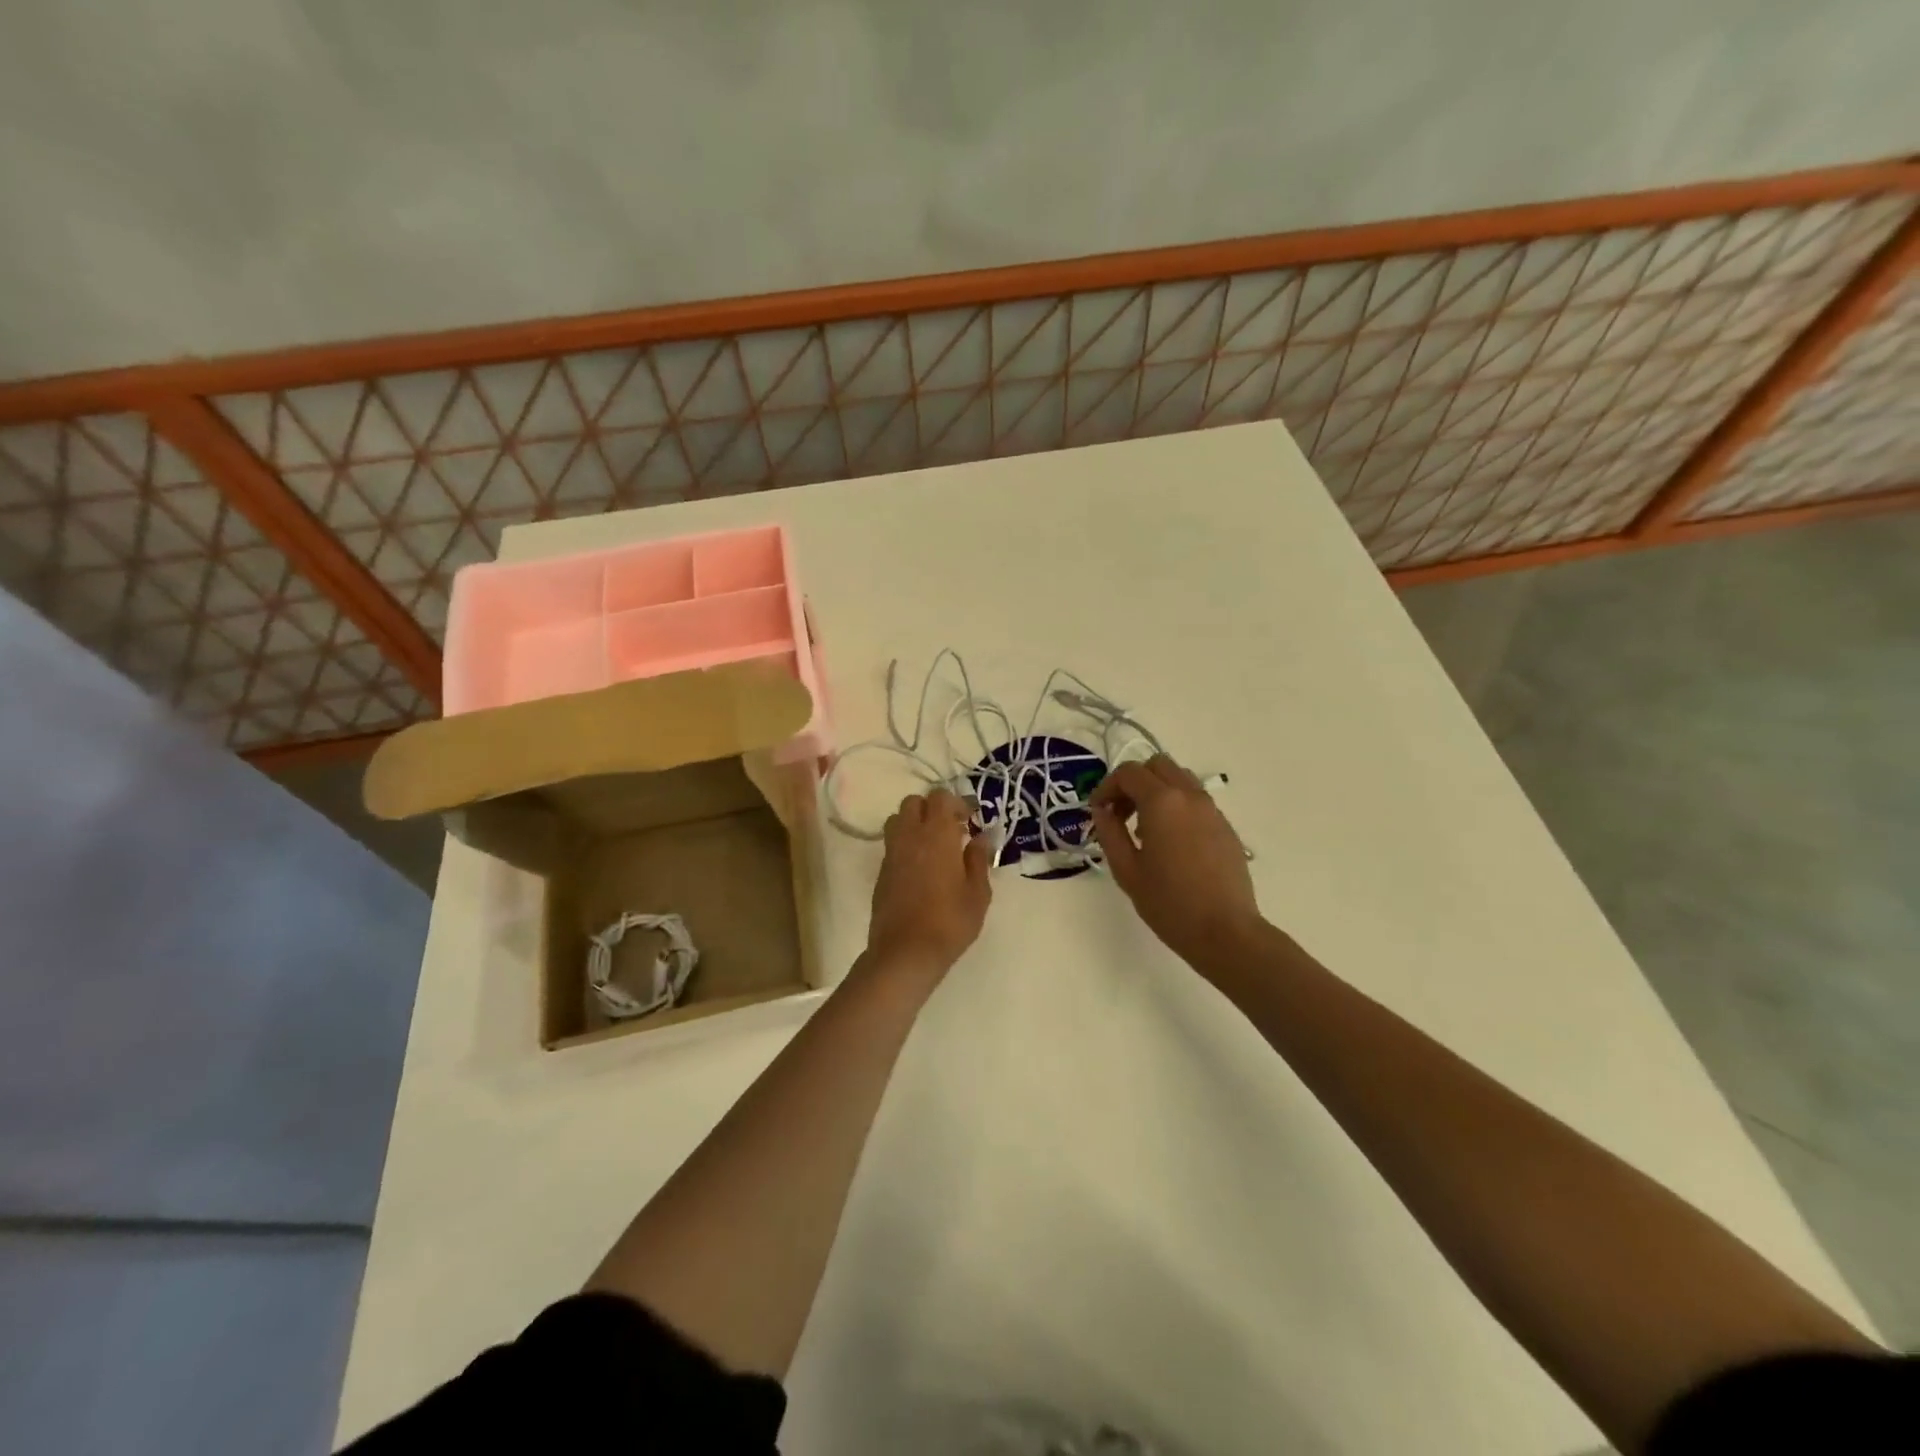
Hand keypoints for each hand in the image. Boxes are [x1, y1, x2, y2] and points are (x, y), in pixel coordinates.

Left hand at [864, 788, 992, 977]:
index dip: (957, 802)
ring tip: (934, 846)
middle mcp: (909, 836)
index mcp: (936, 834)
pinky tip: (921, 868)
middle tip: (952, 830)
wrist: (906, 952)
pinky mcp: (881, 871)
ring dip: (915, 824)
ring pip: (898, 820)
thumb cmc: (950, 921)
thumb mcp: (978, 893)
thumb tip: (981, 837)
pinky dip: (906, 845)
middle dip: (932, 809)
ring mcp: (891, 853)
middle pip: (914, 802)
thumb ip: (979, 859)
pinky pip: (892, 844)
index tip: (971, 819)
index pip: (940, 797)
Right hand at [1090, 756, 1263, 969]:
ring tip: (1144, 827)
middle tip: (1120, 813)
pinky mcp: (1225, 826)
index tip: (1098, 811)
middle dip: (1133, 782)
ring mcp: (1212, 810)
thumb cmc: (1169, 903)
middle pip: (1157, 765)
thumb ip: (1109, 832)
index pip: (1128, 773)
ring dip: (1157, 790)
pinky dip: (1176, 805)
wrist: (1225, 932)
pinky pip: (1195, 800)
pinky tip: (1170, 842)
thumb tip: (1102, 810)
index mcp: (1162, 802)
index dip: (1107, 786)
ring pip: (1179, 778)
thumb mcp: (1127, 870)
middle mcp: (1189, 796)